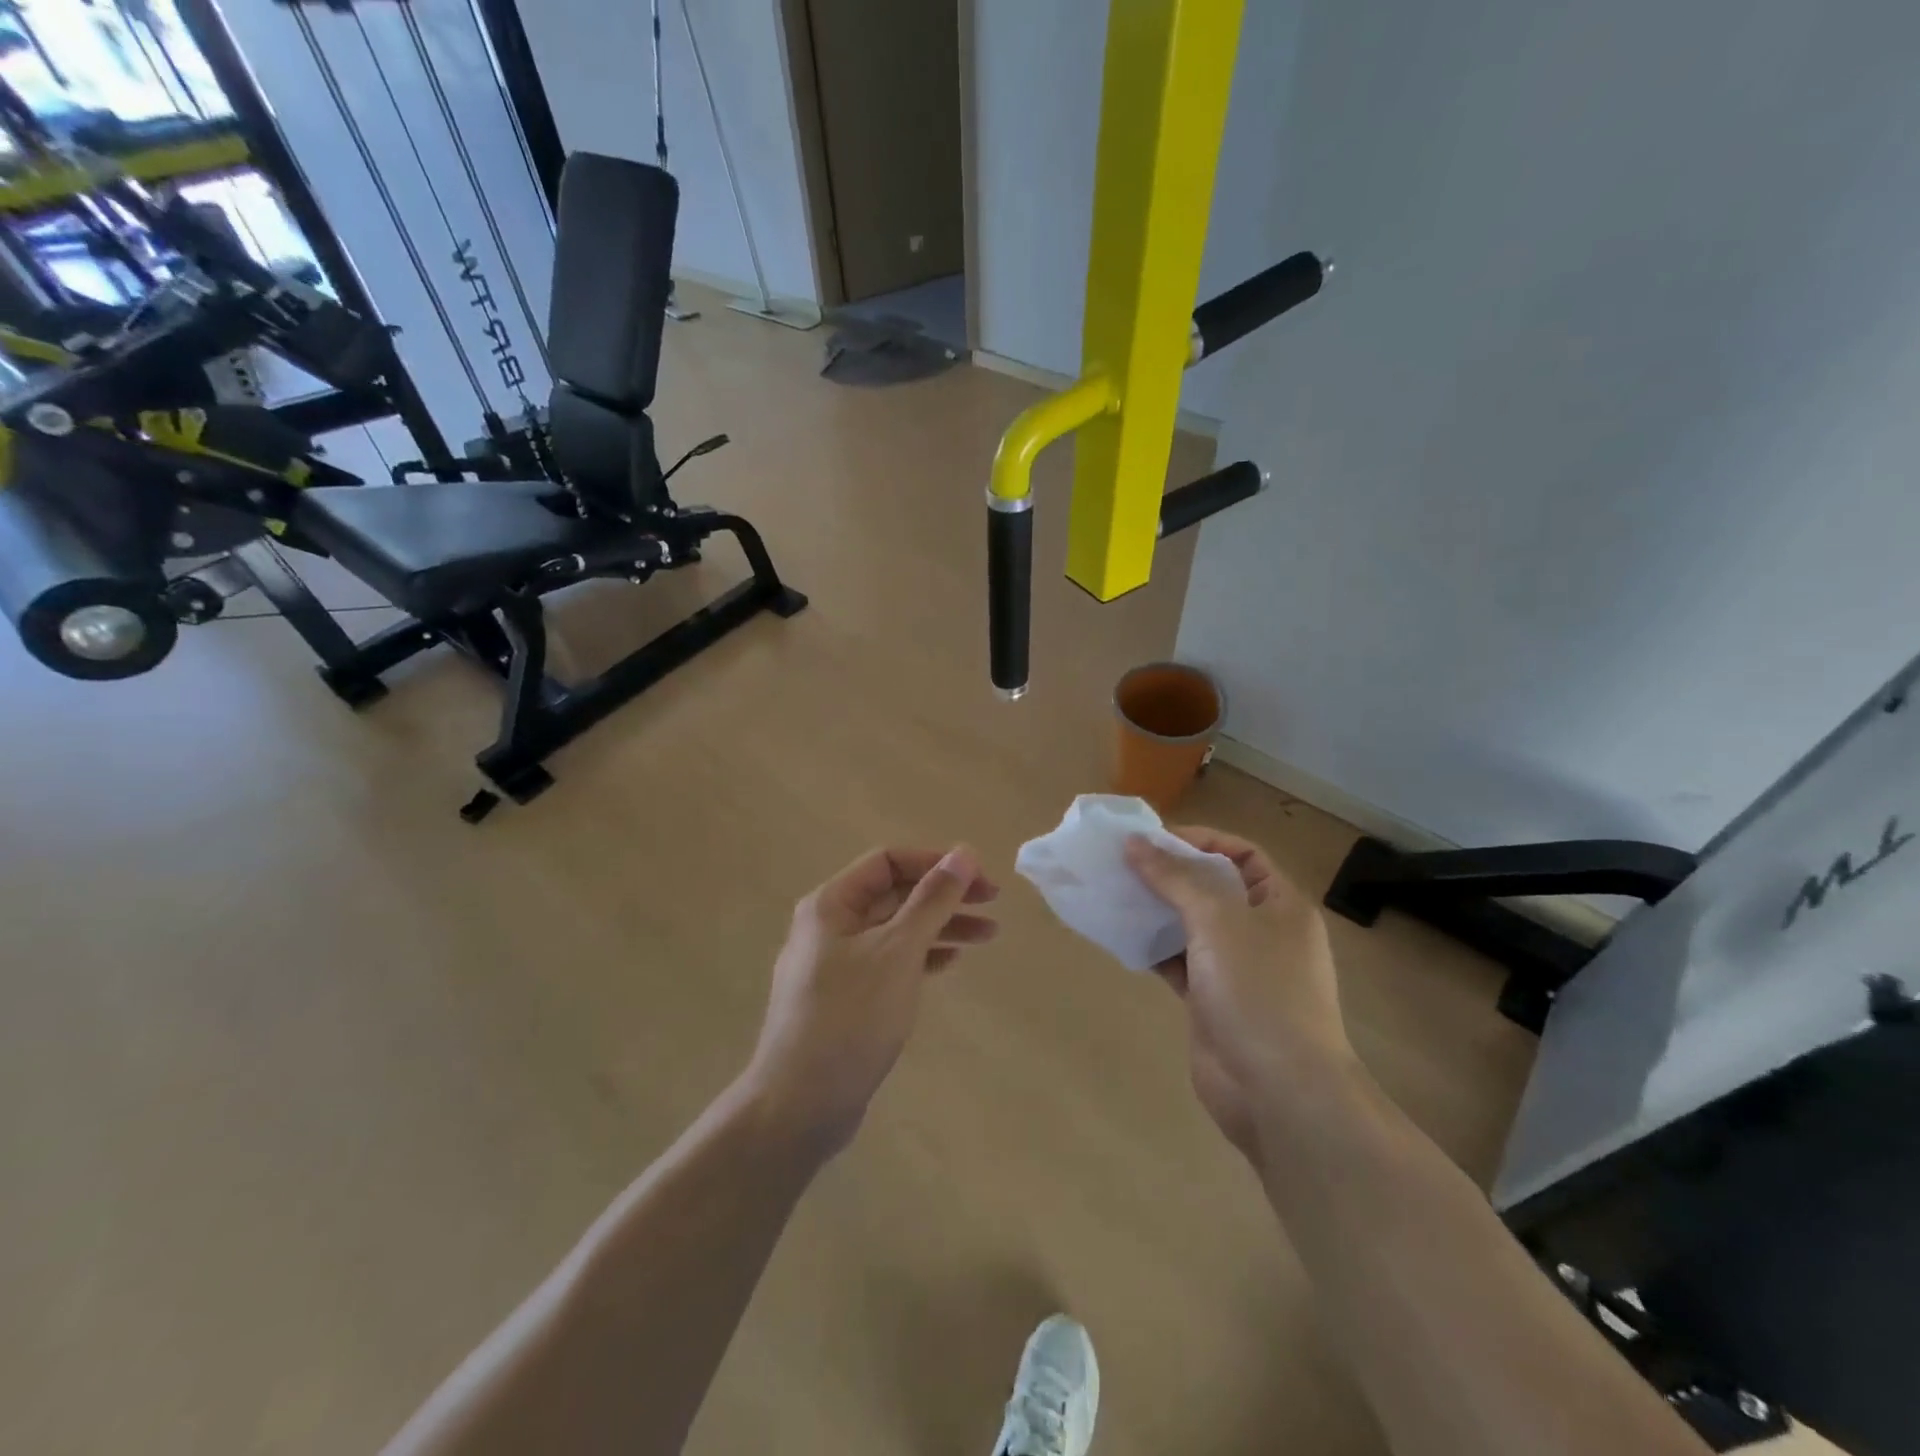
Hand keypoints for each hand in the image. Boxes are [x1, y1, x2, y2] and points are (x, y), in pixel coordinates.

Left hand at [743, 846, 999, 1157]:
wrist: (800, 1106)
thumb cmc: (850, 1018)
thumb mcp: (898, 951)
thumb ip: (932, 900)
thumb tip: (964, 852)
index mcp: (831, 904)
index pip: (888, 861)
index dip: (935, 862)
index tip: (979, 878)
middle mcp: (830, 926)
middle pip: (894, 894)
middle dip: (944, 895)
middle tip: (994, 903)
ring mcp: (836, 964)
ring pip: (896, 930)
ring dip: (940, 926)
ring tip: (988, 935)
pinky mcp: (846, 998)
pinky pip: (890, 962)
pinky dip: (921, 957)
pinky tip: (950, 963)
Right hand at [1125, 828, 1352, 1164]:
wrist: (1279, 1092)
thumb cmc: (1258, 991)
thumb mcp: (1218, 920)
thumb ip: (1175, 878)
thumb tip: (1135, 843)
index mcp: (1280, 905)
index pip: (1241, 853)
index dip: (1199, 840)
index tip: (1151, 839)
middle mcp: (1262, 932)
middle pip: (1212, 888)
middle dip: (1169, 873)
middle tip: (1121, 863)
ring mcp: (1237, 969)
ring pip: (1190, 926)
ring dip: (1155, 910)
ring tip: (1112, 893)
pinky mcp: (1212, 1001)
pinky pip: (1178, 961)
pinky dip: (1152, 948)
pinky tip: (1120, 936)